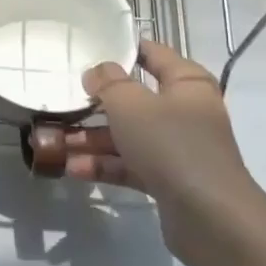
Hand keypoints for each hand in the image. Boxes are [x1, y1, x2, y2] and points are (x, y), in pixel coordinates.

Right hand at [64, 39, 265, 265]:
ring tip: (55, 143)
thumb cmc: (171, 145)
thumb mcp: (132, 105)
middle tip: (61, 101)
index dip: (124, 49)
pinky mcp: (167, 179)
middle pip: (135, 99)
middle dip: (96, 103)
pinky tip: (72, 169)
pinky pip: (129, 165)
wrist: (210, 216)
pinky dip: (103, 165)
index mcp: (186, 84)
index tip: (89, 48)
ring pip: (127, 135)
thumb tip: (97, 71)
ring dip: (92, 139)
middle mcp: (184, 112)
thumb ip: (109, 83)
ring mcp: (176, 148)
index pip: (154, 54)